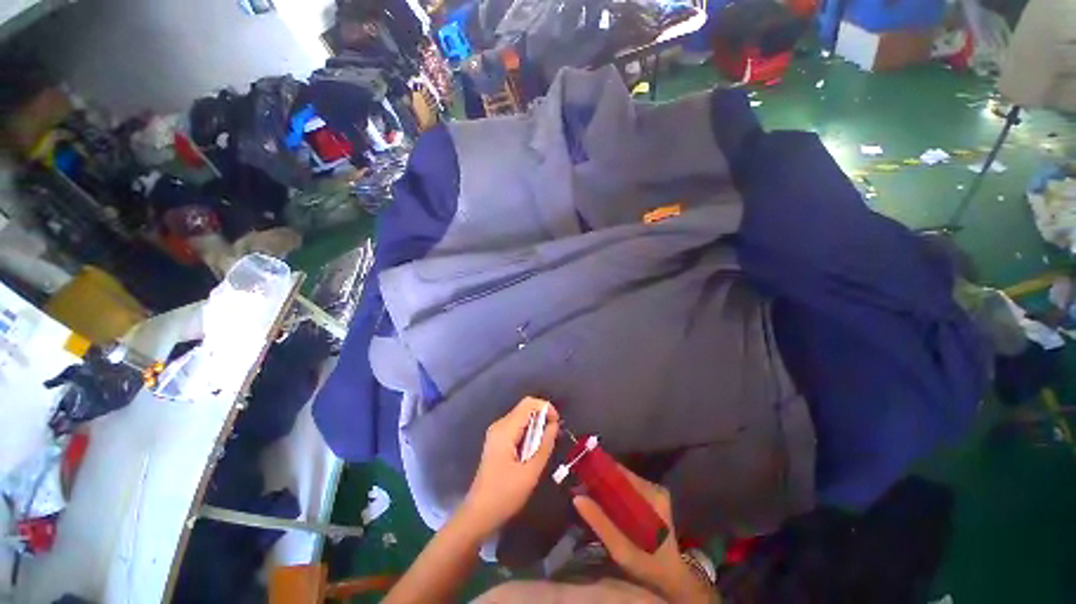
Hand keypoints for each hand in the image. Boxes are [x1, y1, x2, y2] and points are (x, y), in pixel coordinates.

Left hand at [461, 396, 559, 537]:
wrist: (479, 513)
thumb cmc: (505, 495)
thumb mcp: (530, 471)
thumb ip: (544, 445)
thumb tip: (554, 425)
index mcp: (505, 429)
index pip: (529, 403)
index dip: (546, 408)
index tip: (557, 425)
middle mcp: (499, 425)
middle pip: (525, 409)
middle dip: (542, 418)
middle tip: (553, 438)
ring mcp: (496, 433)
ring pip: (522, 418)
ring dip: (536, 427)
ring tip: (544, 447)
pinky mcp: (497, 441)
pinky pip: (517, 428)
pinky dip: (528, 434)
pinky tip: (532, 452)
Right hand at [573, 466, 713, 602]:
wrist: (671, 579)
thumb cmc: (648, 565)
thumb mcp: (622, 549)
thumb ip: (600, 524)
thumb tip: (577, 497)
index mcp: (652, 495)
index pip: (621, 473)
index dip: (600, 472)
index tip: (582, 475)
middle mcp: (654, 488)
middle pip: (621, 477)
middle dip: (601, 481)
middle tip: (582, 489)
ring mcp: (655, 493)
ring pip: (623, 483)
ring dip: (607, 489)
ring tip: (589, 496)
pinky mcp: (653, 499)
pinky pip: (628, 490)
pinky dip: (615, 495)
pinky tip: (605, 505)